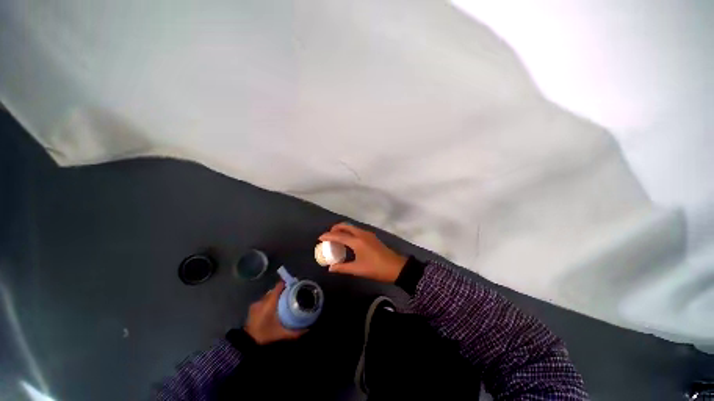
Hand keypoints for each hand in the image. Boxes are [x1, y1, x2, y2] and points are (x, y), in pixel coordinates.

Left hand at [244, 281, 305, 344]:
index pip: (278, 287)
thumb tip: (307, 329)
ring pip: (268, 295)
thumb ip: (294, 332)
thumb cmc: (265, 335)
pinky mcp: (252, 308)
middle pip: (274, 290)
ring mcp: (256, 304)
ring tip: (283, 300)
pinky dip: (269, 301)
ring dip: (275, 296)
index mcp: (269, 303)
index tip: (293, 284)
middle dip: (282, 291)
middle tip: (291, 294)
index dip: (286, 284)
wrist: (247, 343)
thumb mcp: (281, 334)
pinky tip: (274, 307)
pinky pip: (264, 300)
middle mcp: (262, 301)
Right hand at [319, 222, 407, 282]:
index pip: (339, 235)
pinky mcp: (371, 236)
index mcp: (357, 241)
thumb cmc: (376, 268)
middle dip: (335, 228)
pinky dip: (349, 232)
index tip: (320, 238)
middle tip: (328, 236)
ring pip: (352, 227)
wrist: (396, 267)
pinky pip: (357, 230)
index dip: (328, 235)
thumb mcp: (358, 269)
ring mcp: (367, 234)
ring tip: (336, 238)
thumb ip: (342, 268)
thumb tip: (330, 268)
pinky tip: (348, 241)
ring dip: (343, 230)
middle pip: (346, 226)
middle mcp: (361, 234)